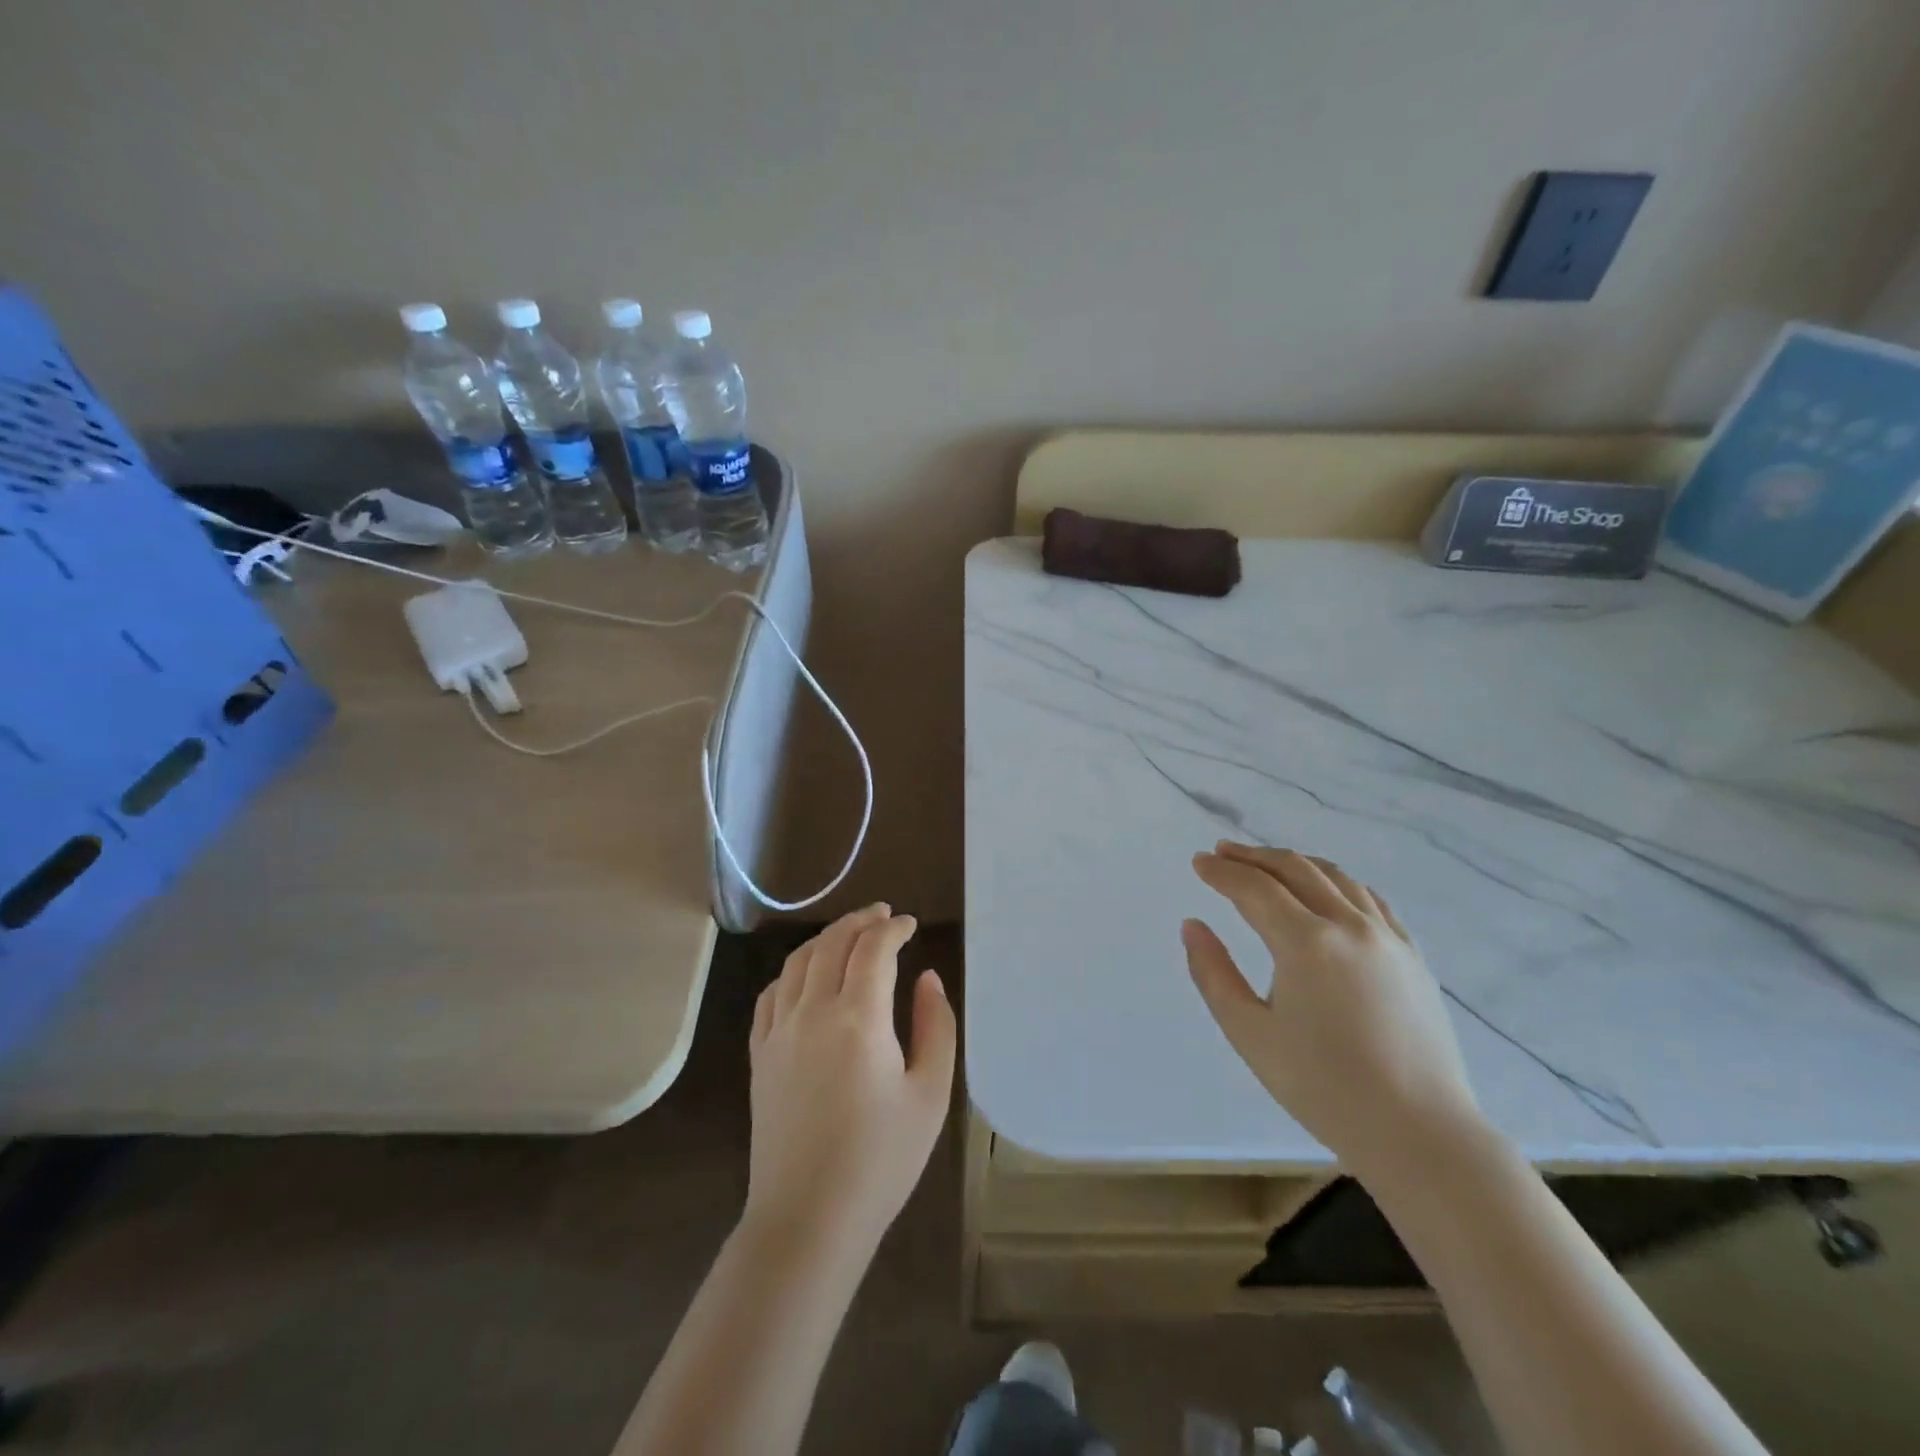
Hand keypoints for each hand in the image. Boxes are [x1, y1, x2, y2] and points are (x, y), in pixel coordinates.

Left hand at [744, 905, 956, 1255]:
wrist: (808, 1218)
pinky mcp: (760, 1055)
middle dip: (860, 921)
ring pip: (798, 962)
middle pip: (832, 944)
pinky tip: (806, 976)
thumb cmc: (881, 1160)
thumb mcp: (931, 1094)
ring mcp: (779, 1032)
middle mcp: (813, 1012)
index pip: (873, 949)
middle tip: (883, 914)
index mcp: (858, 1019)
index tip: (911, 924)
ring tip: (849, 933)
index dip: (893, 928)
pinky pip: (771, 994)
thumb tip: (927, 978)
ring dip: (826, 938)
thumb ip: (935, 1026)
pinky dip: (793, 971)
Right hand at [1184, 843, 1482, 1178]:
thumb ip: (1213, 974)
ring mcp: (1388, 938)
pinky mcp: (1412, 956)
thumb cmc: (1323, 1087)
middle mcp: (1349, 926)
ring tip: (1269, 863)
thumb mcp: (1250, 1034)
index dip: (1222, 872)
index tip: (1198, 862)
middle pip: (1296, 870)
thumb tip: (1192, 925)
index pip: (1254, 888)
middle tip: (1224, 852)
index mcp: (1306, 943)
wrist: (1420, 1133)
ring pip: (1337, 877)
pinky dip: (1338, 882)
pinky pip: (1371, 900)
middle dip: (1254, 856)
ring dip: (1296, 862)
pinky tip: (1328, 890)